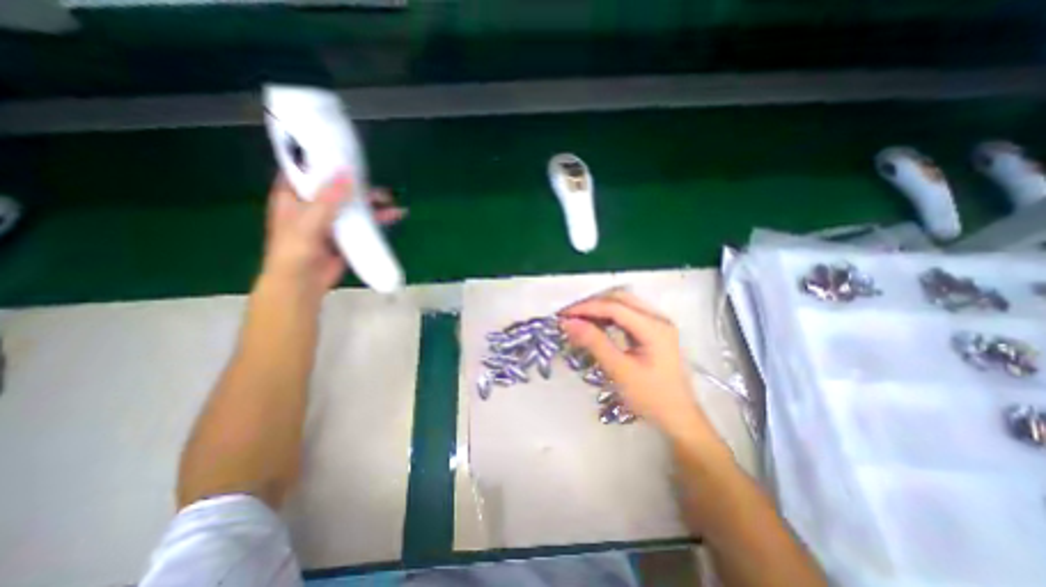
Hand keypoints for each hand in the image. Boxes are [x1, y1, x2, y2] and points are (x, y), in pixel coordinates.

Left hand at [261, 172, 408, 295]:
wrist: (303, 283)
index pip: (305, 170)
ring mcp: (330, 220)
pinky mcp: (345, 235)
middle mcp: (312, 205)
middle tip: (376, 182)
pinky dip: (378, 219)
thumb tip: (347, 172)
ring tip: (391, 200)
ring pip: (353, 205)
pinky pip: (363, 222)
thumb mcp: (309, 221)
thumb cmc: (295, 250)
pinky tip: (393, 216)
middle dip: (357, 184)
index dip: (321, 159)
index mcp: (293, 196)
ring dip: (372, 202)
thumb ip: (328, 198)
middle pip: (336, 187)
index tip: (342, 151)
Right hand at [561, 289, 715, 440]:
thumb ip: (594, 343)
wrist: (678, 418)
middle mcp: (658, 319)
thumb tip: (568, 323)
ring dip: (599, 309)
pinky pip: (627, 315)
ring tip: (578, 319)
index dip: (587, 308)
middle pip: (620, 299)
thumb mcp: (620, 371)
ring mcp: (657, 324)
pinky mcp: (653, 331)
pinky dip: (608, 317)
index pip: (615, 307)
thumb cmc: (651, 398)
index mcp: (655, 328)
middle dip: (592, 304)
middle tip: (569, 316)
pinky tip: (595, 325)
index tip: (564, 315)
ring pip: (623, 305)